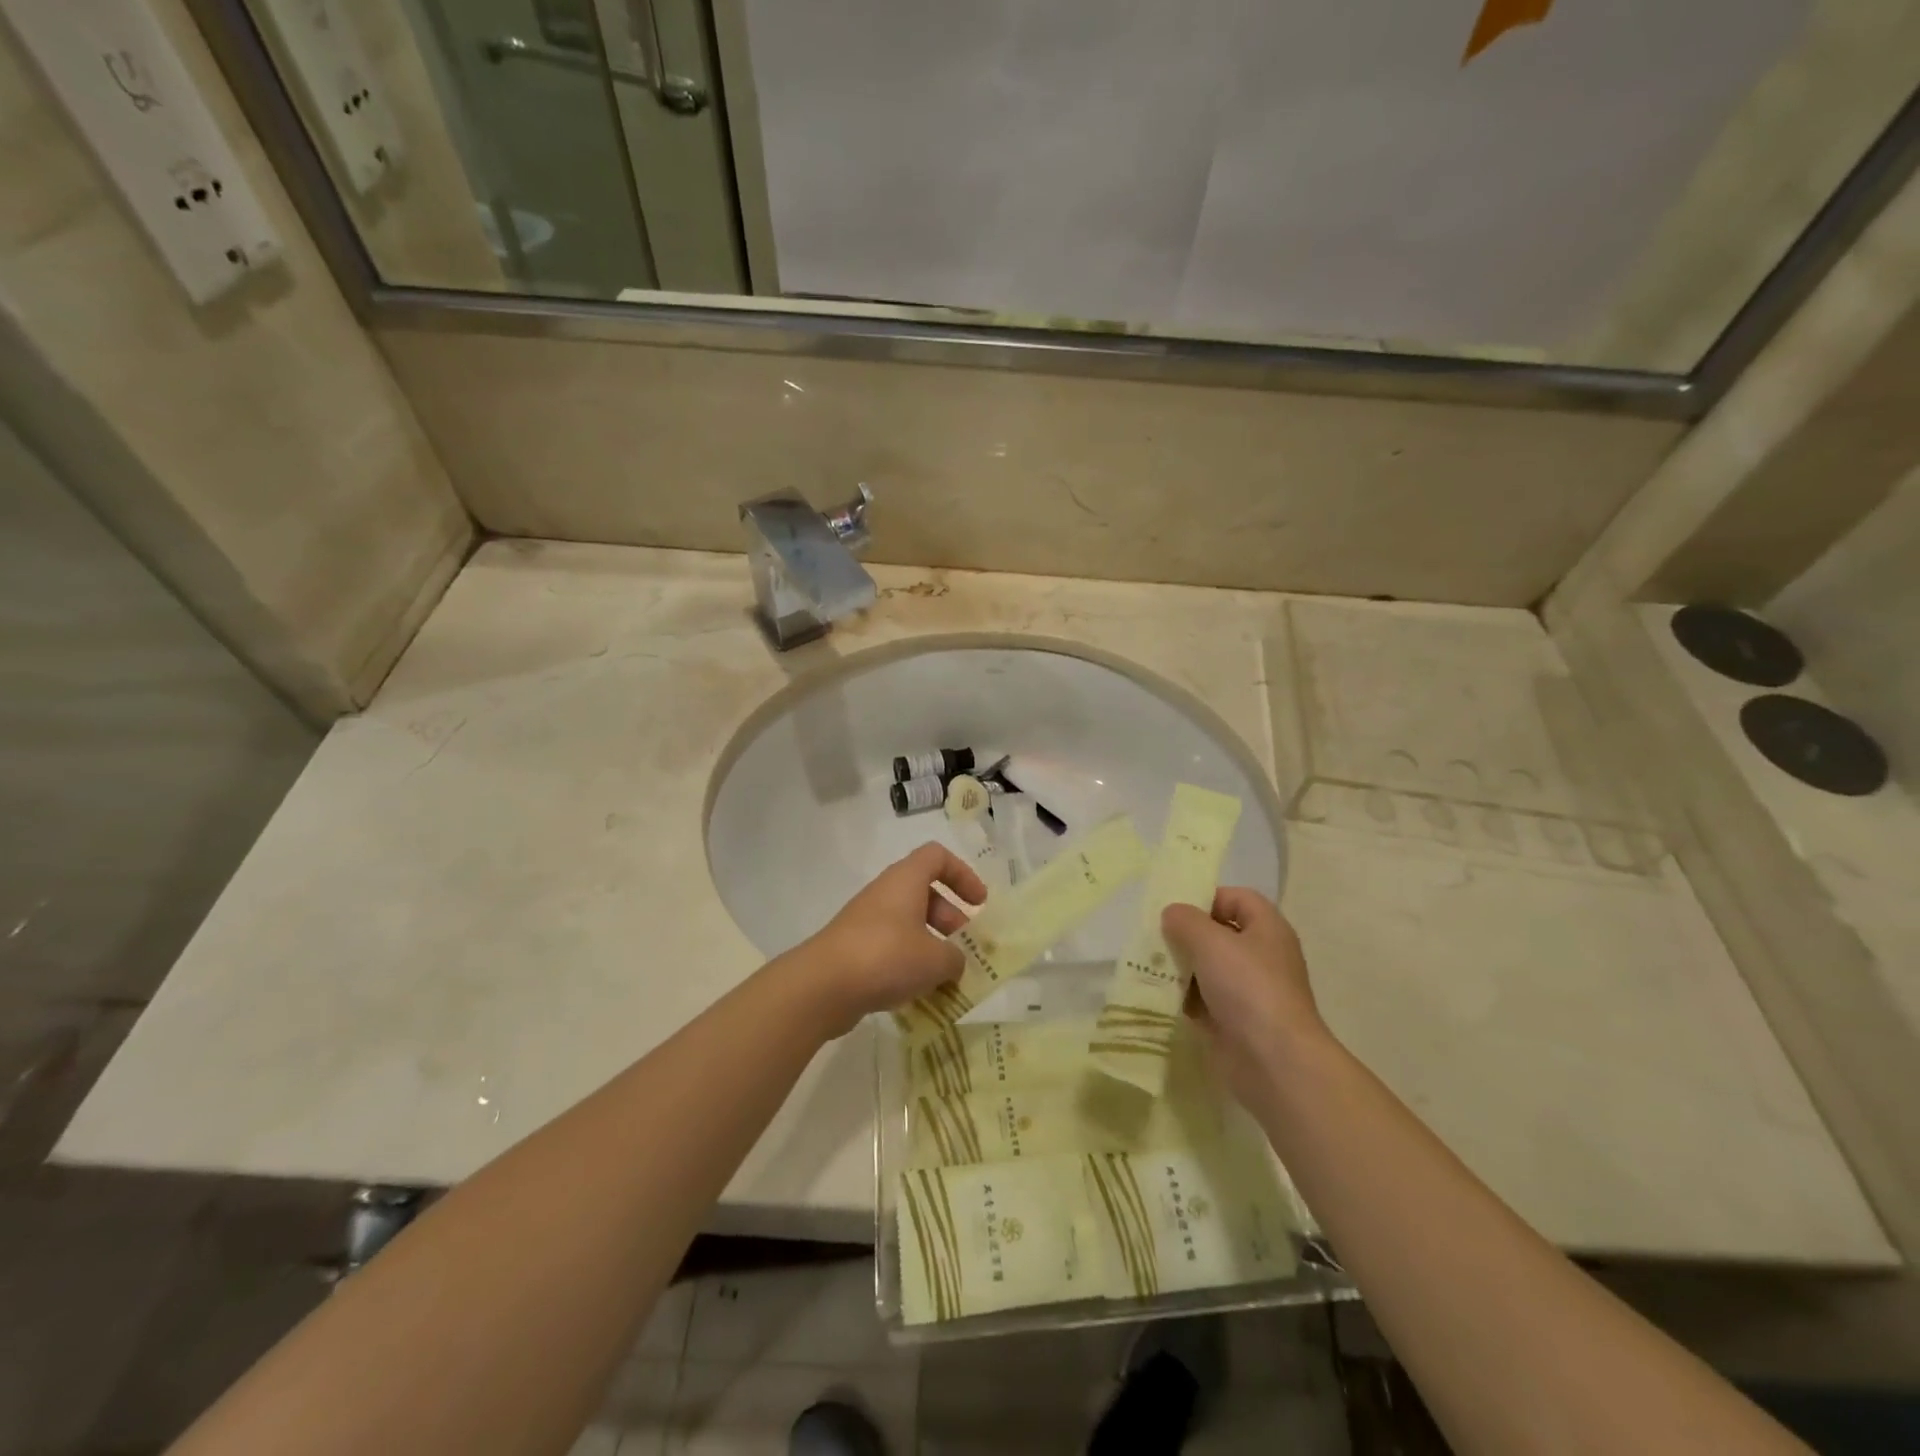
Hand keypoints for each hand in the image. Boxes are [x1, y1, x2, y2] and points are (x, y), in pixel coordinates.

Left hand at [794, 843, 988, 1035]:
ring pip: (908, 924)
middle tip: (965, 947)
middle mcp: (885, 894)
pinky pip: (890, 949)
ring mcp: (866, 922)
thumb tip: (953, 961)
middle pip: (924, 893)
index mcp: (905, 881)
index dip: (962, 874)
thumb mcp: (935, 959)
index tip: (979, 904)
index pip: (937, 856)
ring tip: (947, 978)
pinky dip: (909, 965)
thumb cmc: (886, 957)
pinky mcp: (854, 950)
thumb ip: (955, 958)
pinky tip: (920, 994)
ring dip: (931, 945)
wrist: (822, 986)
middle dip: (950, 918)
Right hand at [1162, 888, 1327, 1105]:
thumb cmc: (1248, 988)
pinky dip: (1181, 998)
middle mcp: (1260, 956)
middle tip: (1153, 938)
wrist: (1274, 1062)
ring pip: (1207, 968)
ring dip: (1179, 967)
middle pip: (1219, 934)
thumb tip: (1172, 913)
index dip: (1207, 898)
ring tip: (1147, 966)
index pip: (1238, 898)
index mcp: (1267, 929)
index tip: (1175, 910)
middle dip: (1185, 935)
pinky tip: (1155, 995)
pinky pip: (1202, 1000)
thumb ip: (1186, 920)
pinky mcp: (1233, 1021)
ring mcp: (1247, 992)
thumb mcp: (1211, 942)